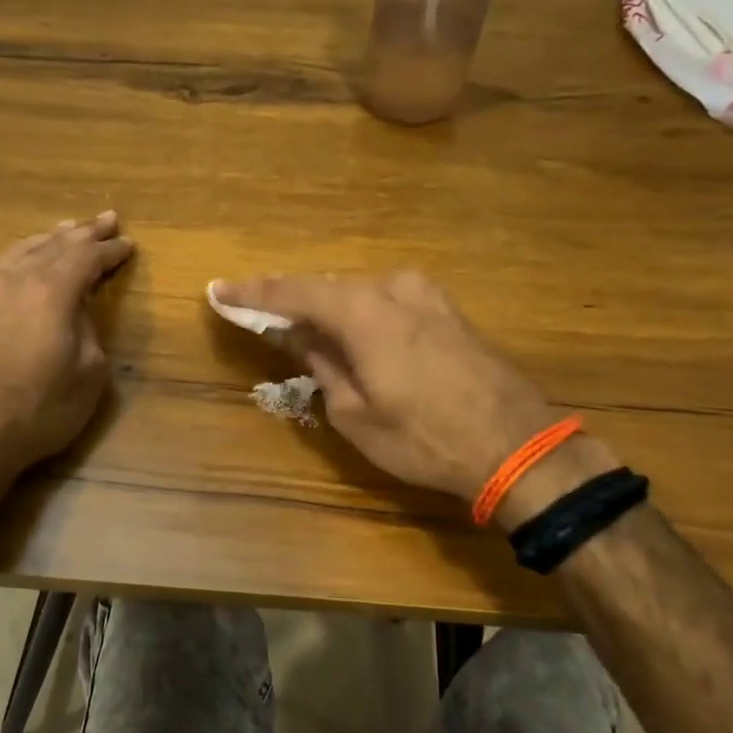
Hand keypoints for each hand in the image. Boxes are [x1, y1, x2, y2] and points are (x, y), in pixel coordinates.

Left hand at [0, 212, 133, 482]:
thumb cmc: (41, 409)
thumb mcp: (89, 373)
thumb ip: (89, 328)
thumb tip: (78, 308)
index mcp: (51, 291)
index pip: (87, 257)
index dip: (110, 250)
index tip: (129, 244)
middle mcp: (16, 278)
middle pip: (55, 244)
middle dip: (84, 233)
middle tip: (106, 219)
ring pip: (24, 249)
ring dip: (52, 239)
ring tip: (69, 230)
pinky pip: (4, 265)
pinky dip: (25, 254)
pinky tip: (29, 259)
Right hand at [214, 271, 600, 513]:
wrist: (514, 445)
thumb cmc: (423, 438)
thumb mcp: (355, 412)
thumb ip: (322, 363)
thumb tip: (298, 336)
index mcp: (363, 310)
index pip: (293, 292)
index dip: (252, 293)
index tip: (218, 291)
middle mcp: (393, 288)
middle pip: (326, 286)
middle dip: (289, 299)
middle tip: (254, 311)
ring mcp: (426, 295)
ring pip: (359, 292)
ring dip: (326, 306)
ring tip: (297, 325)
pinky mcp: (447, 310)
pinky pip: (386, 301)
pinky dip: (358, 311)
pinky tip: (346, 330)